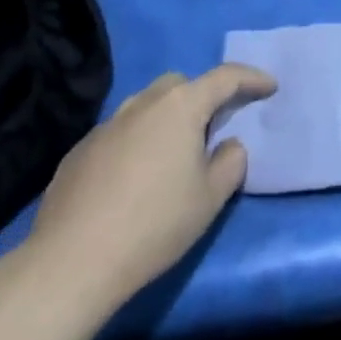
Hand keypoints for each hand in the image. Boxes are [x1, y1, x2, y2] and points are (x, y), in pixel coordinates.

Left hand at [17, 64, 275, 317]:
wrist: (70, 262)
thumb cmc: (154, 224)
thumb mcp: (210, 199)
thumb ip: (231, 163)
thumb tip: (228, 145)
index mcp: (181, 106)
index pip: (226, 77)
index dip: (252, 78)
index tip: (269, 86)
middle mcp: (144, 103)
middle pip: (181, 85)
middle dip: (202, 96)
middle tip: (214, 126)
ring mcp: (107, 124)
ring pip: (147, 106)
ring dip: (166, 119)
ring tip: (172, 154)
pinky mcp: (79, 150)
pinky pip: (119, 133)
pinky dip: (135, 142)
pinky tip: (131, 180)